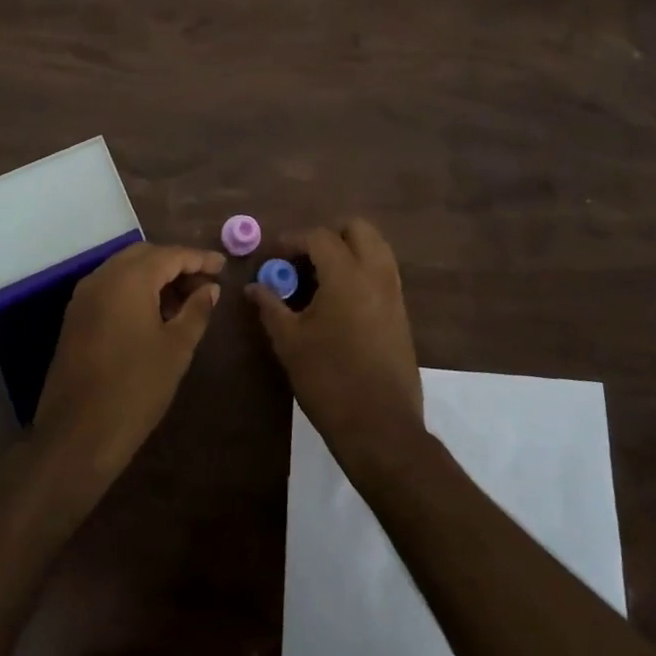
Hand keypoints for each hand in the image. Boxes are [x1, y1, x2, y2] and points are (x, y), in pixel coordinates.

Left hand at [33, 242, 223, 485]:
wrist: (77, 435)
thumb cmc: (135, 388)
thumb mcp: (176, 349)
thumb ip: (196, 311)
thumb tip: (210, 289)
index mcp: (129, 279)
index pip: (170, 255)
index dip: (199, 259)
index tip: (223, 266)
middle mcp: (103, 277)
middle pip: (145, 256)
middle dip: (176, 264)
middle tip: (204, 285)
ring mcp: (84, 296)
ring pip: (125, 270)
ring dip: (155, 277)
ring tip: (183, 302)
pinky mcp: (75, 316)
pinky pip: (110, 288)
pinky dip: (134, 290)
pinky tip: (154, 315)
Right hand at [248, 220, 424, 471]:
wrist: (380, 426)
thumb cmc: (328, 379)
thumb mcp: (289, 342)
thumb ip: (271, 306)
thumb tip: (254, 287)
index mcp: (346, 275)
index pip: (319, 237)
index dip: (293, 241)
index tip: (274, 257)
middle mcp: (376, 275)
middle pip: (359, 229)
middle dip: (329, 235)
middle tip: (304, 260)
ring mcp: (394, 294)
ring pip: (376, 249)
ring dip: (349, 251)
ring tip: (321, 278)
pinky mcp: (402, 314)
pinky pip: (383, 274)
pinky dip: (362, 272)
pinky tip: (339, 301)